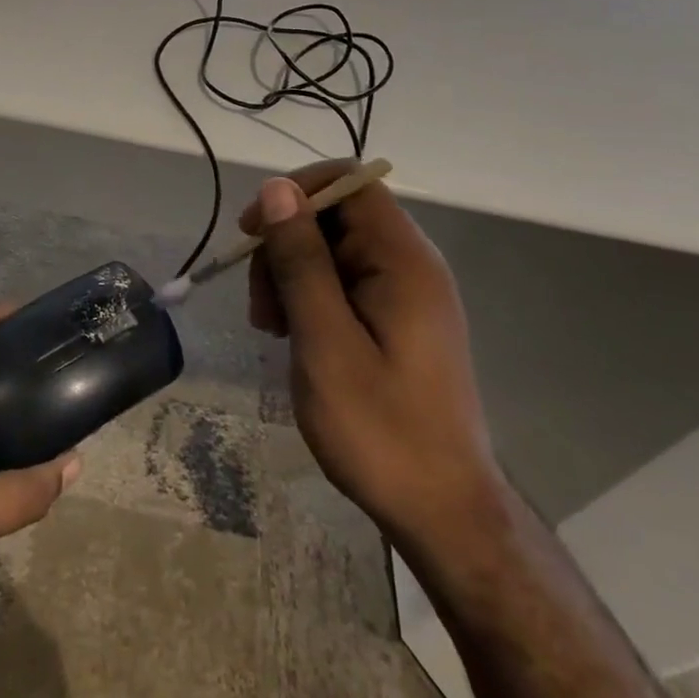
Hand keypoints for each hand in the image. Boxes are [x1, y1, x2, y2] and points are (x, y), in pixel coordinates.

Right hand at [244, 161, 497, 530]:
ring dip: (292, 275)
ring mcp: (407, 294)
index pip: (349, 183)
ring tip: (271, 328)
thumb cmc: (381, 431)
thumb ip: (301, 261)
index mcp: (403, 260)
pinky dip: (311, 298)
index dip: (296, 193)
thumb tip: (278, 188)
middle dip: (287, 246)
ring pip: (334, 250)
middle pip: (337, 217)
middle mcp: (411, 265)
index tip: (254, 234)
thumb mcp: (325, 342)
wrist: (443, 514)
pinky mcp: (399, 321)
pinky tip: (293, 336)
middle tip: (260, 306)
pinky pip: (346, 283)